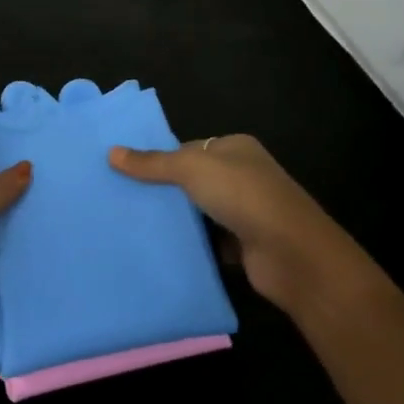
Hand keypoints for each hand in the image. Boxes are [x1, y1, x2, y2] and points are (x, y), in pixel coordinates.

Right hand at [109, 136, 365, 314]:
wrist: (293, 254)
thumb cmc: (244, 196)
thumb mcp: (191, 169)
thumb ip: (152, 163)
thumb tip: (111, 152)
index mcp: (235, 148)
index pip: (188, 148)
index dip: (159, 159)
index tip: (125, 172)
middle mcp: (243, 176)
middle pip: (192, 180)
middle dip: (163, 190)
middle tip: (121, 198)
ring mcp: (246, 212)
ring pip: (199, 212)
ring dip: (175, 219)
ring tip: (132, 223)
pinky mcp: (245, 245)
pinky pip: (208, 241)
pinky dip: (190, 245)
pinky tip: (160, 248)